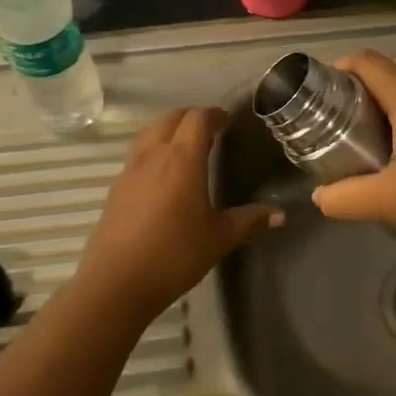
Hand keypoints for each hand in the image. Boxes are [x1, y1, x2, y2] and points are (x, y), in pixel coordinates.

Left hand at [72, 106, 281, 316]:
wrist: (118, 281)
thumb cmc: (176, 254)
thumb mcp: (219, 238)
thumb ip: (250, 221)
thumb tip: (280, 213)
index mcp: (183, 158)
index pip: (197, 119)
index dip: (213, 114)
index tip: (226, 120)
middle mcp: (154, 155)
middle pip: (169, 118)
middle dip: (189, 117)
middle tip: (207, 129)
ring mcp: (130, 170)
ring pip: (148, 133)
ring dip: (167, 130)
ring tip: (183, 146)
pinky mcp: (115, 188)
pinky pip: (136, 155)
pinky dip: (151, 151)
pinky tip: (160, 175)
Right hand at [311, 52, 395, 243]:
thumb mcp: (388, 201)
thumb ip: (345, 197)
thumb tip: (319, 196)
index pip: (368, 61)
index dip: (340, 69)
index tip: (324, 92)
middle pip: (391, 65)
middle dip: (364, 80)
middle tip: (344, 111)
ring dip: (390, 91)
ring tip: (370, 124)